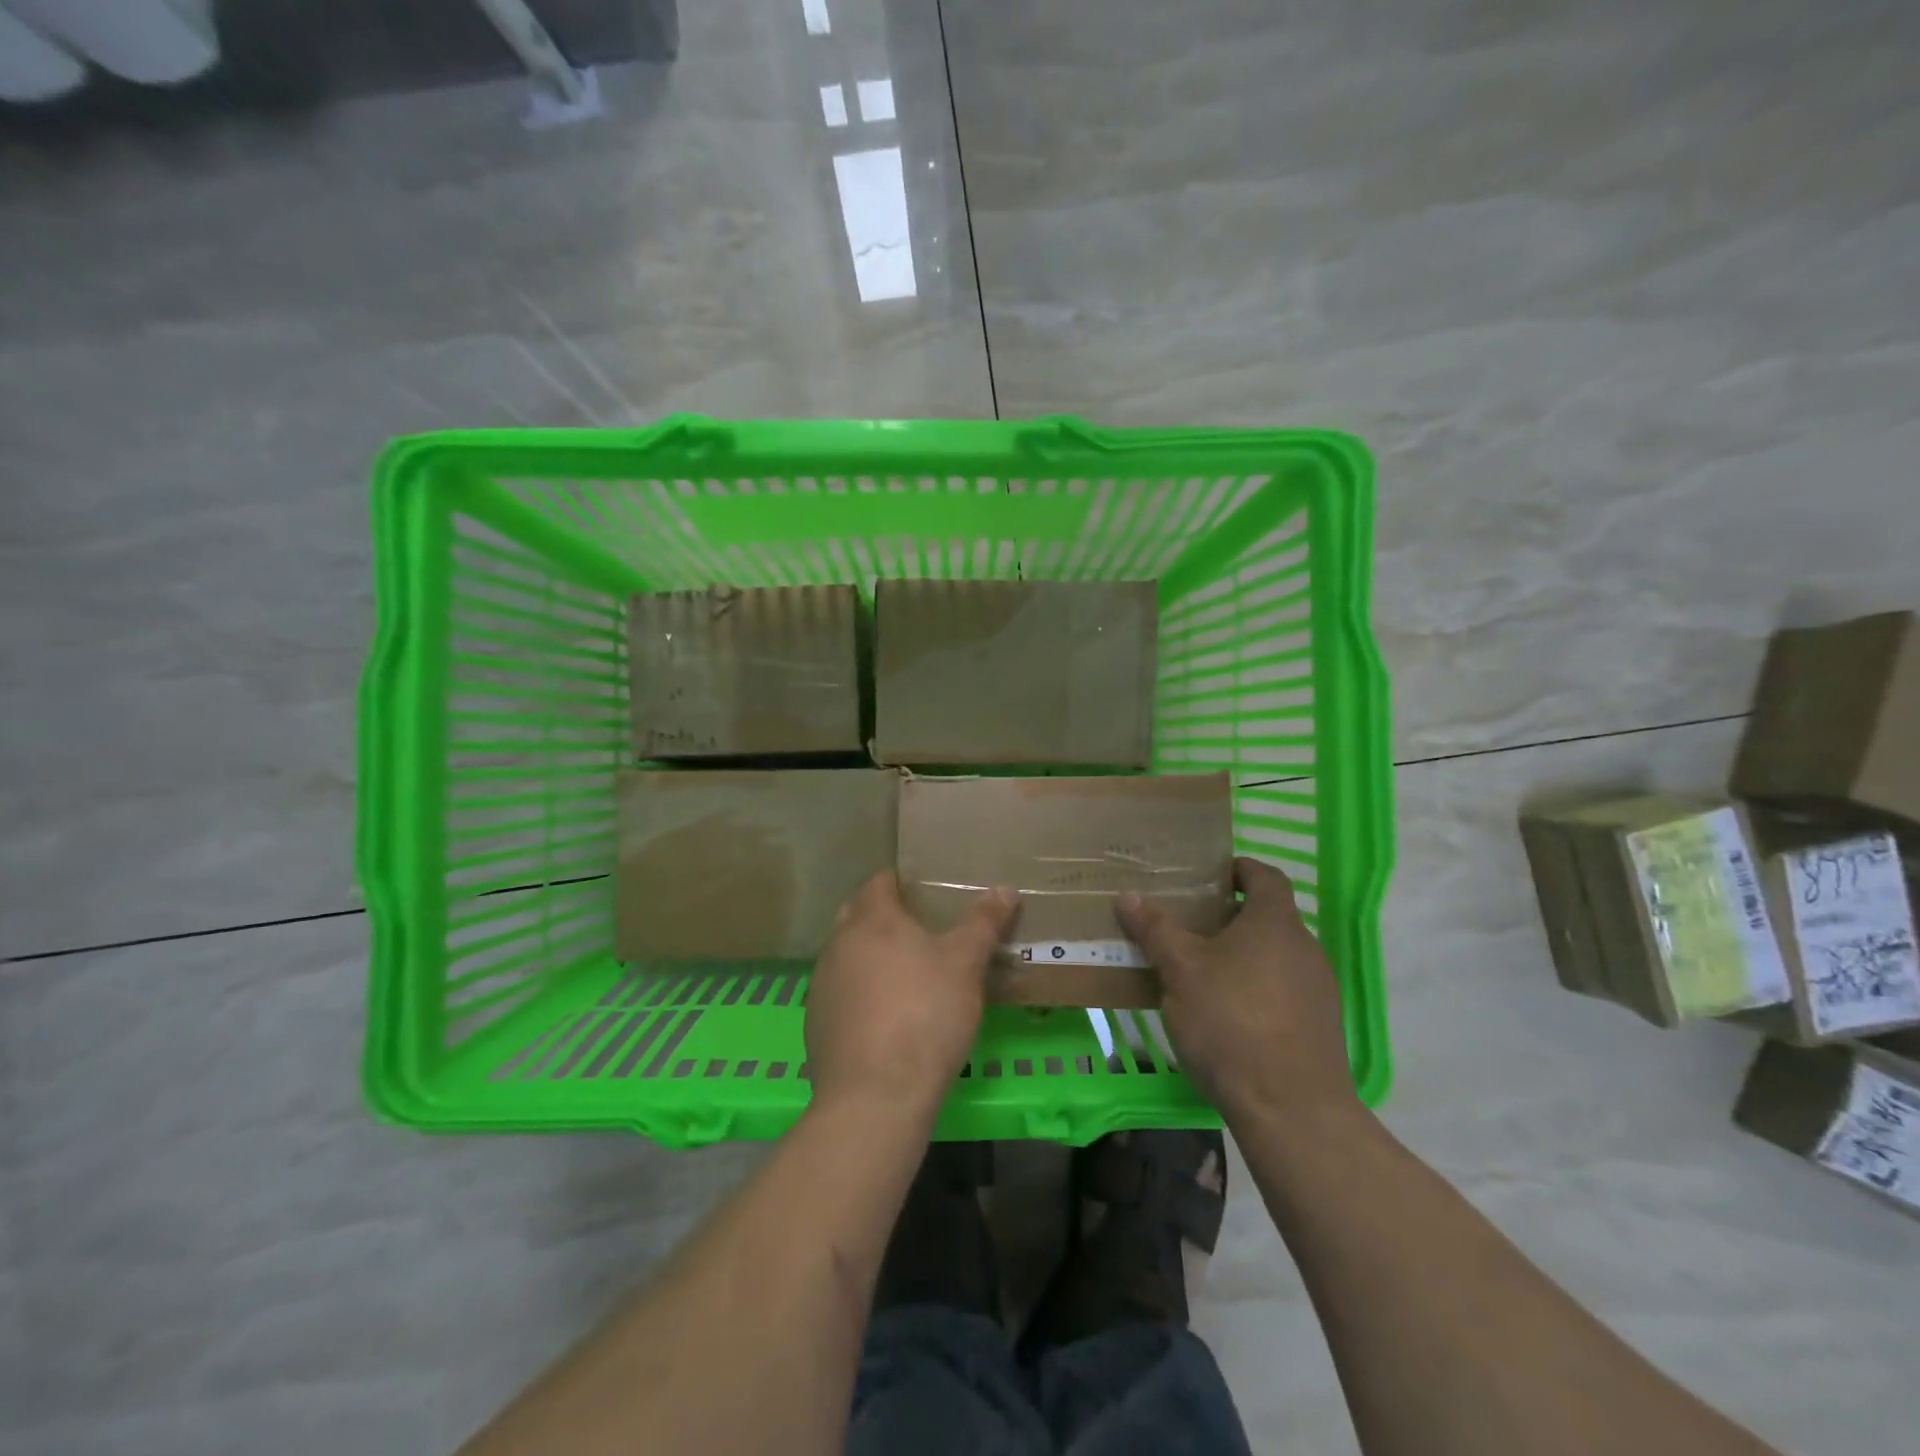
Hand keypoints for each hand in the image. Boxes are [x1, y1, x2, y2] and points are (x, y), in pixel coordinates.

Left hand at [806, 872, 1018, 1117]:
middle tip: (923, 932)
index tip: (929, 893)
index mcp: (871, 919)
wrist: (876, 1096)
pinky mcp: (816, 1024)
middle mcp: (838, 944)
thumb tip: (1005, 889)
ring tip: (909, 977)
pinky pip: (842, 995)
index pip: (880, 881)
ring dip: (872, 958)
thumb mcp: (966, 964)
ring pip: (848, 956)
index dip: (903, 882)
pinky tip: (888, 1020)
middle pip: (859, 915)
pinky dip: (862, 996)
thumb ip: (983, 923)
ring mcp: (822, 985)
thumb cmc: (925, 1013)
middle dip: (886, 918)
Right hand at [1118, 857, 1357, 1122]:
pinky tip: (1226, 1013)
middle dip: (1229, 916)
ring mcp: (1318, 989)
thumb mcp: (1181, 971)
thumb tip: (1128, 895)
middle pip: (1268, 916)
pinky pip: (1283, 989)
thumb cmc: (1231, 1021)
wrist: (1291, 1109)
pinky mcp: (1320, 1026)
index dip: (1238, 868)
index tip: (1208, 874)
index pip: (1265, 875)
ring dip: (1241, 954)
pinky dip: (1256, 987)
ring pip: (1275, 955)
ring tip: (1200, 970)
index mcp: (1275, 922)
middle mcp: (1305, 947)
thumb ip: (1156, 929)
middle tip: (1187, 924)